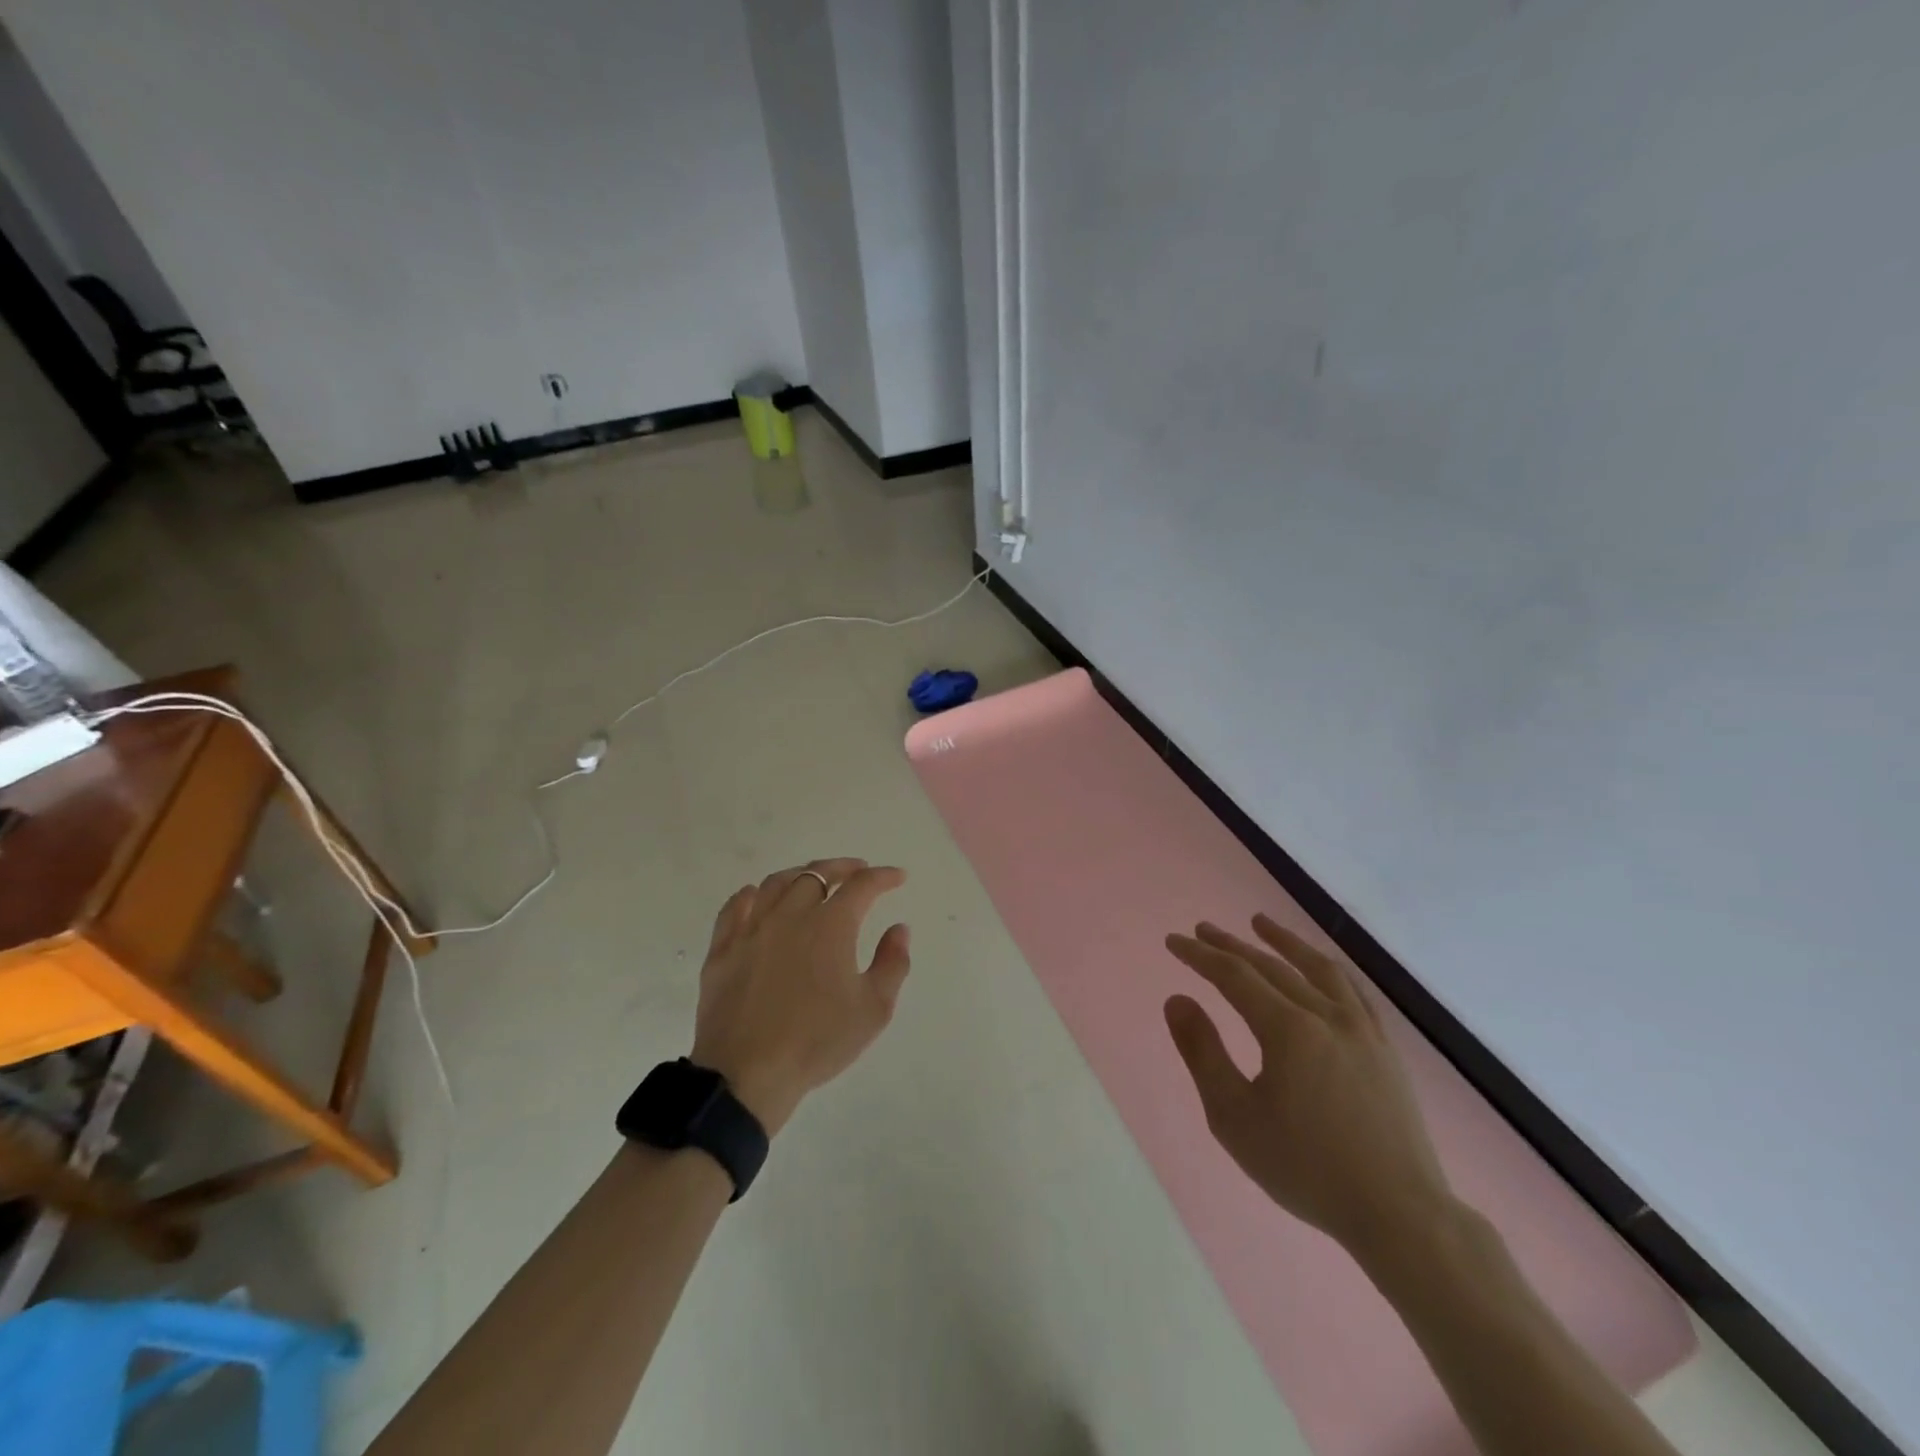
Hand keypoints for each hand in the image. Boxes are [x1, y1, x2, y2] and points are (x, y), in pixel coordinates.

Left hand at [690, 859, 911, 1134]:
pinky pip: (736, 906)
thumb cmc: (817, 1041)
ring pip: (776, 883)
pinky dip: (753, 894)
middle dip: (842, 868)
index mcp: (830, 926)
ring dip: (801, 875)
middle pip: (816, 874)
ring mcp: (751, 929)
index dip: (882, 877)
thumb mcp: (874, 1009)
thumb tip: (899, 929)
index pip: (861, 886)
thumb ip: (892, 963)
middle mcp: (790, 914)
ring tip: (813, 880)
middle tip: (857, 871)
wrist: (746, 1074)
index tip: (898, 877)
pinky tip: (759, 897)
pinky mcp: (722, 949)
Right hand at [1164, 914, 1453, 1259]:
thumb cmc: (1306, 1167)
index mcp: (1287, 1029)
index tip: (1173, 941)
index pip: (1234, 976)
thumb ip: (1203, 1052)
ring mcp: (1362, 1030)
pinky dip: (1328, 969)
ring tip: (1260, 923)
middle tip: (1202, 929)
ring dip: (1284, 942)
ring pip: (1317, 969)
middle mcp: (1326, 1015)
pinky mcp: (1385, 1049)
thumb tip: (1177, 999)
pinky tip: (1319, 967)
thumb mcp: (1234, 1117)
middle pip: (1271, 966)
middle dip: (1231, 945)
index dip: (1200, 955)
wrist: (1399, 1214)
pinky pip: (1353, 991)